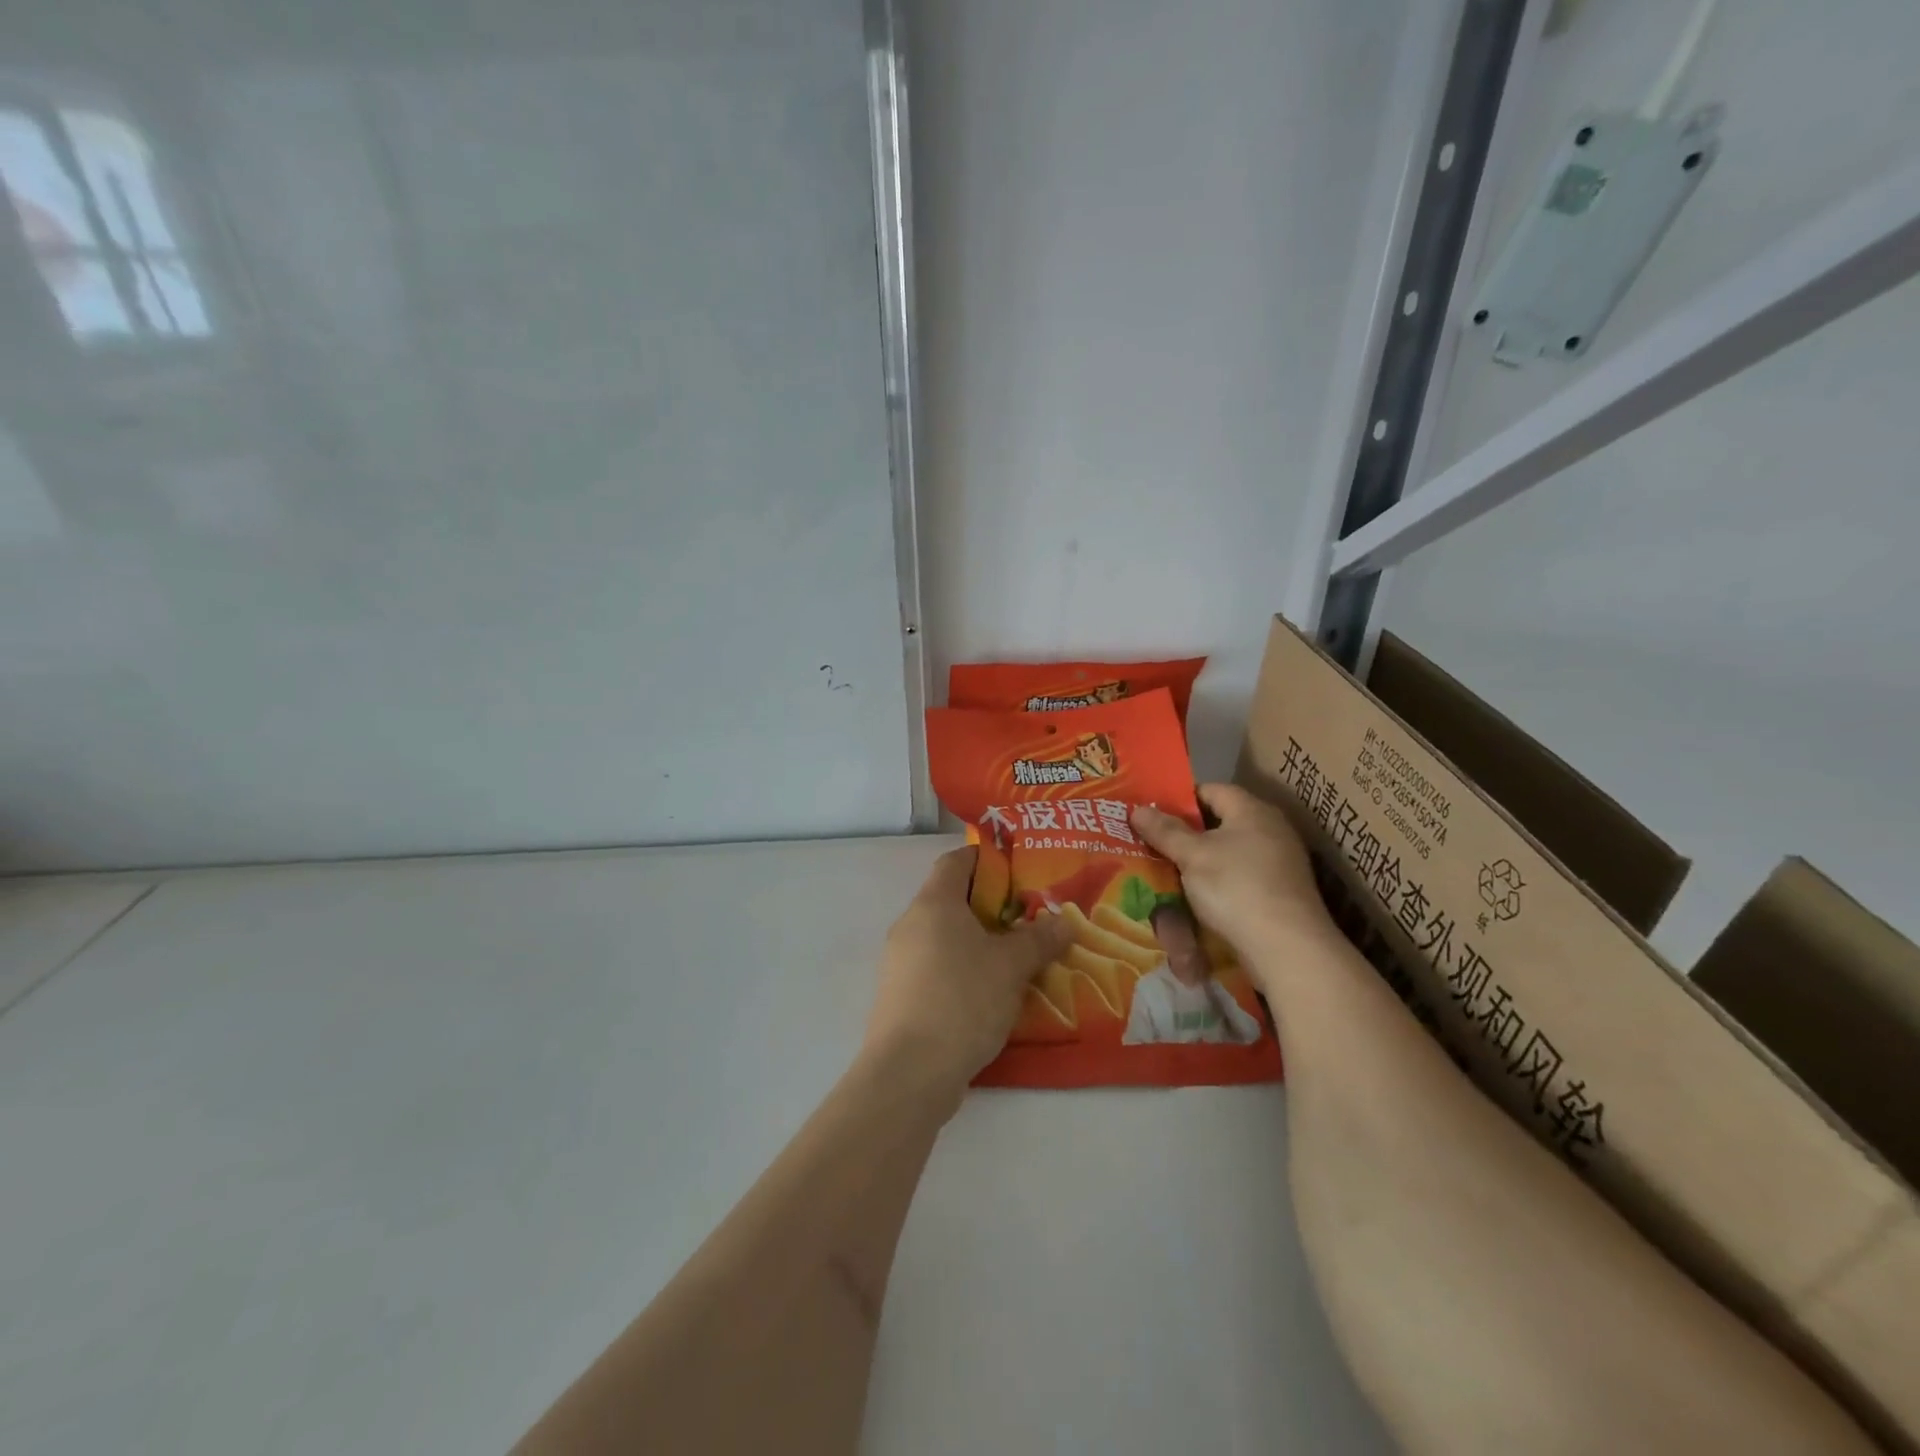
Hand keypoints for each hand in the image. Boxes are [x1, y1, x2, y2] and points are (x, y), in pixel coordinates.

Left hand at [863, 847, 1073, 1102]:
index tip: (1019, 868)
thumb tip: (1064, 922)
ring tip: (1017, 957)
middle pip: (952, 899)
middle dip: (991, 905)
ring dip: (978, 941)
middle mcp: (910, 924)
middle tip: (1030, 917)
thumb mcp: (1011, 967)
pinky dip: (963, 969)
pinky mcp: (900, 995)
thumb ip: (1039, 939)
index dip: (987, 858)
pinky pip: (936, 967)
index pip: (956, 861)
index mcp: (934, 903)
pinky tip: (991, 992)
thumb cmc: (962, 1000)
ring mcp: (900, 961)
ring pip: (945, 937)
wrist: (909, 1072)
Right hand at [1132, 784, 1338, 977]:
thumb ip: (1165, 831)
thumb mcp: (1192, 856)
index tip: (1152, 813)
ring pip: (1229, 852)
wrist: (1287, 948)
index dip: (1180, 799)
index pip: (1211, 789)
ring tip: (1168, 870)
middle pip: (1220, 822)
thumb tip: (1138, 809)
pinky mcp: (1280, 892)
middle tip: (1153, 842)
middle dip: (1187, 833)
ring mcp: (1279, 862)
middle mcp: (1270, 829)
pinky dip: (1218, 882)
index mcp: (1252, 810)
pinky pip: (1240, 877)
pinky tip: (1197, 896)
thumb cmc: (1236, 887)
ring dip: (1201, 861)